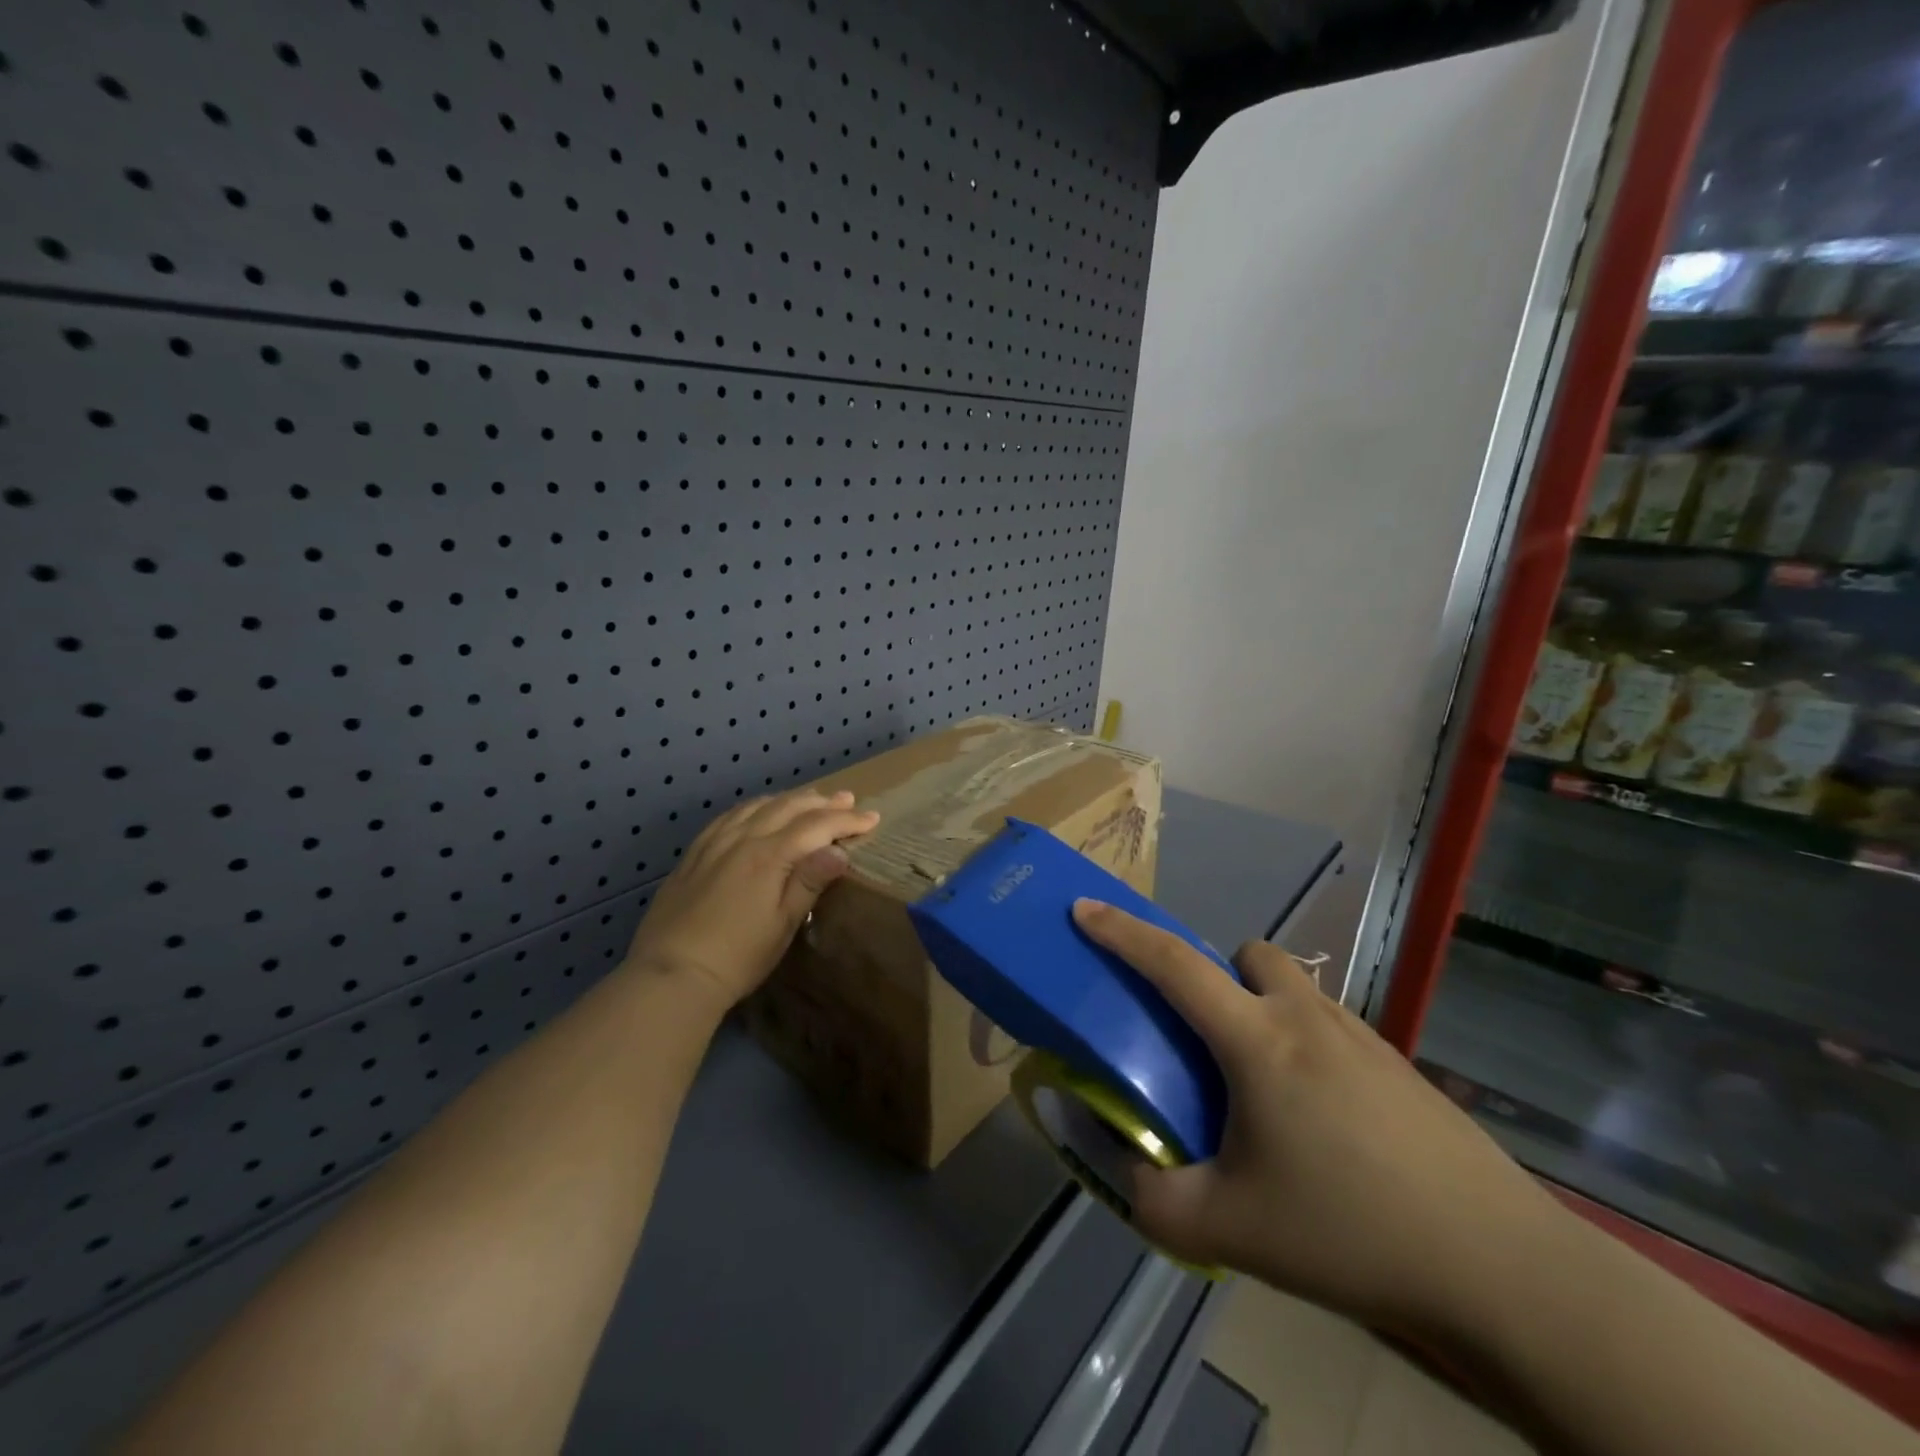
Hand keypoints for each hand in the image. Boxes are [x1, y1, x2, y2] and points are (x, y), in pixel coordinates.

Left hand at [627, 790, 879, 1011]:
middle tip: (847, 799)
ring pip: (758, 806)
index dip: (847, 820)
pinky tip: (758, 811)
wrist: (671, 974)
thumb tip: (838, 850)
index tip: (873, 818)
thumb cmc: (738, 956)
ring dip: (789, 799)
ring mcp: (714, 843)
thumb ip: (809, 882)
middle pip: (788, 808)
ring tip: (810, 798)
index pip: (816, 826)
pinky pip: (729, 816)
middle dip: (822, 802)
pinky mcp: (694, 854)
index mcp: (769, 855)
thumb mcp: (783, 924)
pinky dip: (754, 807)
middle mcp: (742, 839)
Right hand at [1072, 901, 1566, 1342]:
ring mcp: (1362, 1038)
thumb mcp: (1229, 1229)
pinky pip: (1331, 1026)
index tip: (1084, 908)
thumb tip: (1123, 1170)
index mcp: (1257, 1040)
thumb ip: (1154, 1199)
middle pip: (1248, 956)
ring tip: (1264, 1090)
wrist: (1500, 1267)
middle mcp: (1307, 1019)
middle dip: (1217, 976)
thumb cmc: (1350, 1230)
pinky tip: (1322, 1122)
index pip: (1173, 964)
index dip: (1122, 932)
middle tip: (1208, 1041)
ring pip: (1295, 988)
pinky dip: (1305, 1044)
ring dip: (1263, 1009)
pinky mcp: (1399, 1067)